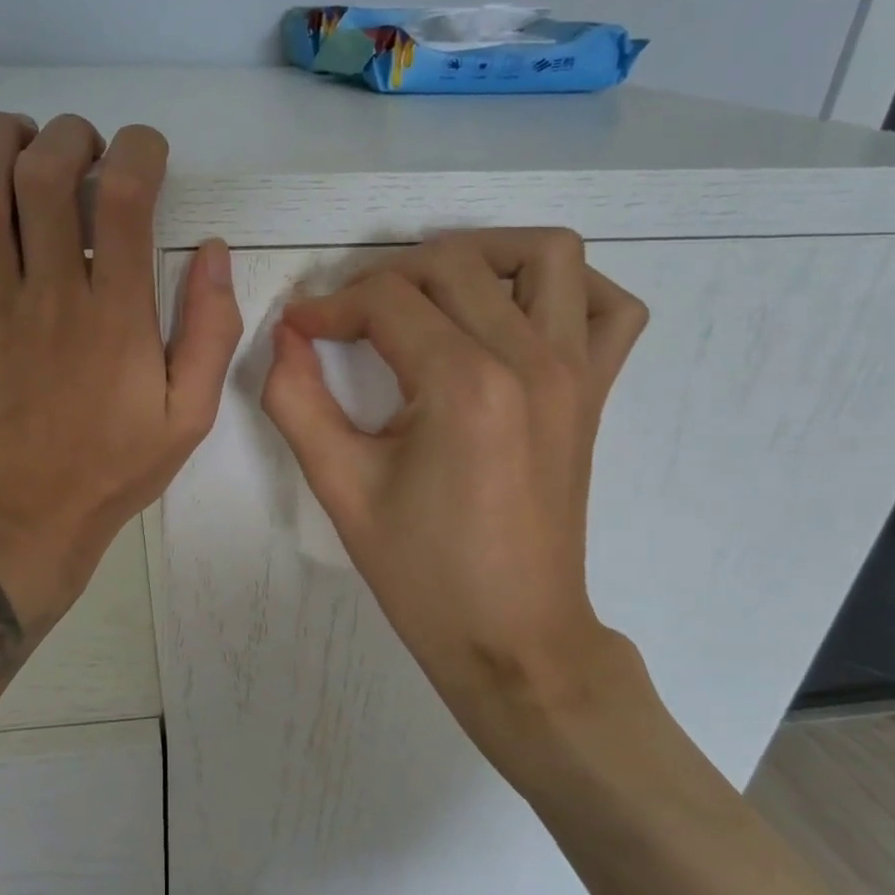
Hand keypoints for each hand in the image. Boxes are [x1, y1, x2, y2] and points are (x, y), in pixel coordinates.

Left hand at [0, 112, 242, 630]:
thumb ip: (210, 332)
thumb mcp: (189, 415)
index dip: (138, 150)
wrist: (26, 522)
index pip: (125, 198)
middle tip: (85, 150)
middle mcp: (51, 296)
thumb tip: (214, 252)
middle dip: (70, 136)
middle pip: (46, 176)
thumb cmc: (114, 470)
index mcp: (117, 317)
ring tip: (22, 138)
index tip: (146, 154)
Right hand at [261, 229, 654, 767]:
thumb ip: (297, 401)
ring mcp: (575, 371)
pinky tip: (513, 315)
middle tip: (348, 322)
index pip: (386, 301)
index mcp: (463, 386)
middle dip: (384, 279)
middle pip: (451, 265)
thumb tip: (285, 336)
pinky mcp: (595, 392)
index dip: (328, 305)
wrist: (512, 639)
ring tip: (430, 295)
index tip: (297, 328)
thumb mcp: (340, 488)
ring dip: (479, 257)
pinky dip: (565, 290)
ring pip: (543, 255)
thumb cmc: (422, 573)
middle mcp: (530, 360)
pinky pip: (610, 306)